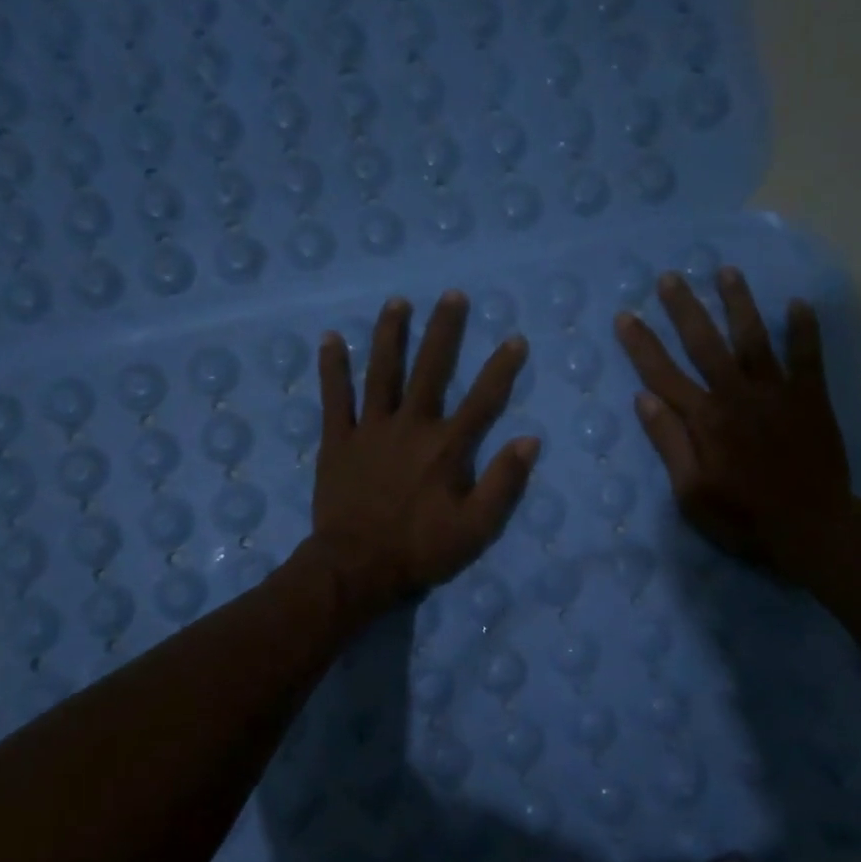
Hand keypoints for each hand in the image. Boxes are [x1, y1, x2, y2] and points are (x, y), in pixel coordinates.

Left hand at [306, 291, 539, 620]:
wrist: (357, 566)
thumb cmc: (420, 549)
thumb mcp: (475, 528)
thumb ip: (503, 483)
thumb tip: (529, 440)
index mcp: (446, 447)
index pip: (482, 400)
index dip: (501, 368)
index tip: (515, 339)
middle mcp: (410, 426)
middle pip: (430, 370)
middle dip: (444, 331)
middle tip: (452, 295)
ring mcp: (370, 429)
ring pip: (382, 372)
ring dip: (390, 335)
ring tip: (397, 302)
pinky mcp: (337, 440)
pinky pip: (334, 397)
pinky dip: (333, 368)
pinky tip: (330, 338)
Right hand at [615, 268, 860, 579]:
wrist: (812, 529)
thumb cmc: (743, 518)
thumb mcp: (691, 493)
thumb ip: (669, 443)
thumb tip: (644, 399)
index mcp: (705, 419)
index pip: (663, 374)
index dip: (641, 344)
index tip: (625, 316)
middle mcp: (737, 394)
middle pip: (705, 343)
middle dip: (685, 308)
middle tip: (670, 277)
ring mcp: (777, 392)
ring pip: (753, 338)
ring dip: (739, 303)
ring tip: (727, 271)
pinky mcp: (811, 398)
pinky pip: (808, 356)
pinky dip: (804, 330)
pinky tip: (798, 304)